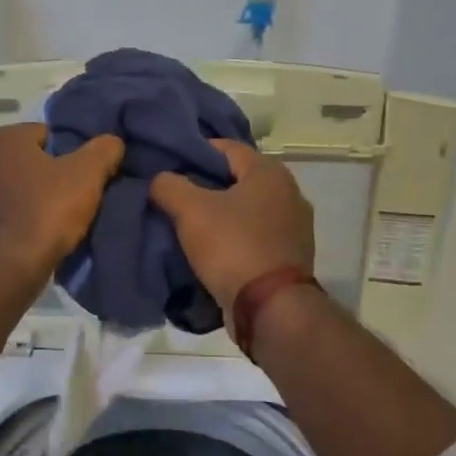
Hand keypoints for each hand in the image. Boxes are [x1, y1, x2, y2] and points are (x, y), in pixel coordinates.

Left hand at [0, 123, 124, 284]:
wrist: (6, 270)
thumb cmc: (46, 212)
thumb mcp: (87, 176)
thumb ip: (104, 150)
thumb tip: (112, 142)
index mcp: (3, 137)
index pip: (49, 134)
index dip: (72, 154)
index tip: (87, 177)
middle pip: (30, 160)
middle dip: (52, 175)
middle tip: (77, 198)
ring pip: (15, 186)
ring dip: (34, 197)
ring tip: (58, 220)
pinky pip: (4, 211)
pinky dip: (19, 218)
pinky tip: (36, 235)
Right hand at [149, 139, 313, 315]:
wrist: (270, 307)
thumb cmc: (232, 246)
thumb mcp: (190, 210)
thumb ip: (169, 186)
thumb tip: (160, 179)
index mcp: (270, 172)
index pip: (226, 148)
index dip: (194, 152)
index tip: (168, 165)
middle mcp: (289, 192)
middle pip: (237, 180)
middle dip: (205, 186)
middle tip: (174, 196)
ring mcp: (294, 227)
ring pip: (246, 210)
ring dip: (220, 215)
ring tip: (187, 224)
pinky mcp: (290, 256)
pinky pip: (254, 236)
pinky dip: (234, 238)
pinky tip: (211, 249)